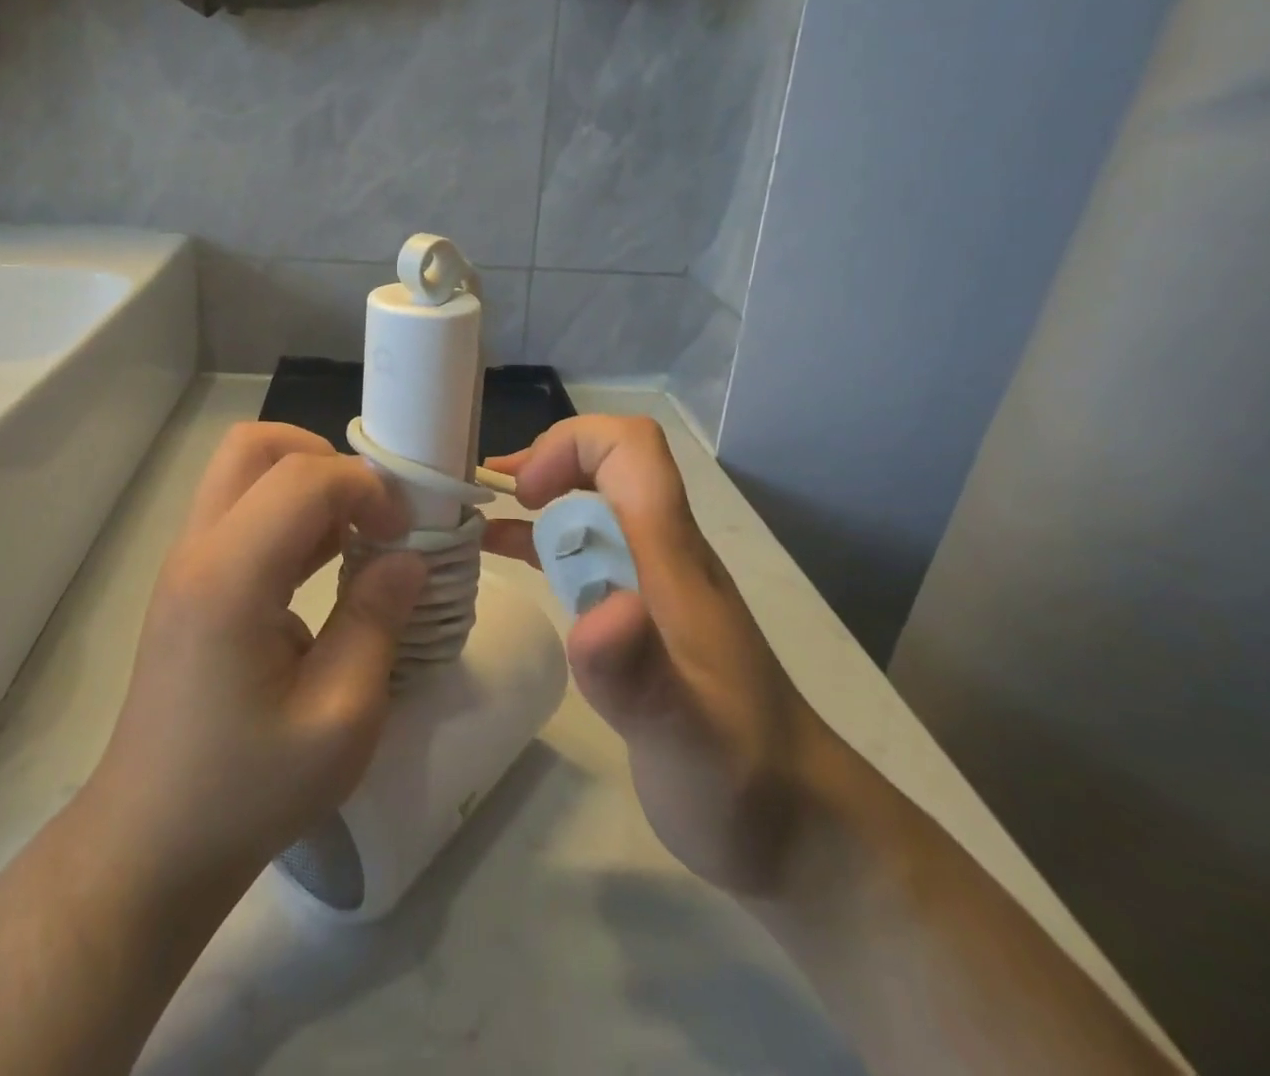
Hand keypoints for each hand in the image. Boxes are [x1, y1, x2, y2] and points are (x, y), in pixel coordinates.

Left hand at [90, 423, 425, 886]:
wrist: (153, 842)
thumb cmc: (248, 790)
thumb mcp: (340, 719)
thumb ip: (377, 622)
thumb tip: (408, 558)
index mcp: (230, 578)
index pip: (302, 477)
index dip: (365, 486)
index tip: (405, 531)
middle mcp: (198, 550)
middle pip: (256, 446)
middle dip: (326, 460)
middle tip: (371, 514)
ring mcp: (187, 563)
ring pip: (244, 471)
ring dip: (307, 484)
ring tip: (357, 538)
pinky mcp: (191, 582)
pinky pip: (241, 511)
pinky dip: (289, 514)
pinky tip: (326, 564)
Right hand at [485, 415, 834, 893]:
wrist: (795, 824)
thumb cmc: (739, 776)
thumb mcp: (685, 737)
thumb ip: (639, 672)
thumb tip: (601, 608)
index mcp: (673, 558)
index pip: (632, 450)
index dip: (572, 446)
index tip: (525, 494)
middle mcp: (663, 553)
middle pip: (608, 463)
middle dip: (544, 462)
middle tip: (486, 499)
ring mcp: (652, 581)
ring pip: (592, 503)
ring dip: (536, 497)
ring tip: (474, 517)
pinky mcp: (639, 613)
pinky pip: (585, 550)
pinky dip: (539, 539)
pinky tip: (501, 555)